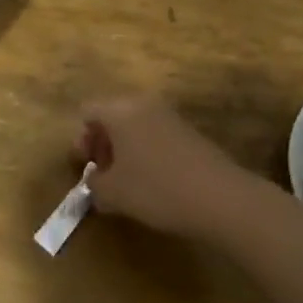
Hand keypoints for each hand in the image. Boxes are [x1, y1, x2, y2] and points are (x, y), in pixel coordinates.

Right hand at [72, 95, 251, 239]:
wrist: (221, 198)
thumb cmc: (156, 189)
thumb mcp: (113, 193)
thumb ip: (94, 184)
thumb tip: (95, 181)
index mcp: (120, 111)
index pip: (88, 111)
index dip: (81, 139)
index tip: (86, 167)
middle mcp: (143, 104)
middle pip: (111, 115)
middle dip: (102, 143)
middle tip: (102, 174)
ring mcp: (169, 116)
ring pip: (134, 125)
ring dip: (124, 149)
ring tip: (127, 182)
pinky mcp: (189, 132)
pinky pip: (155, 135)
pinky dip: (146, 153)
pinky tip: (153, 182)